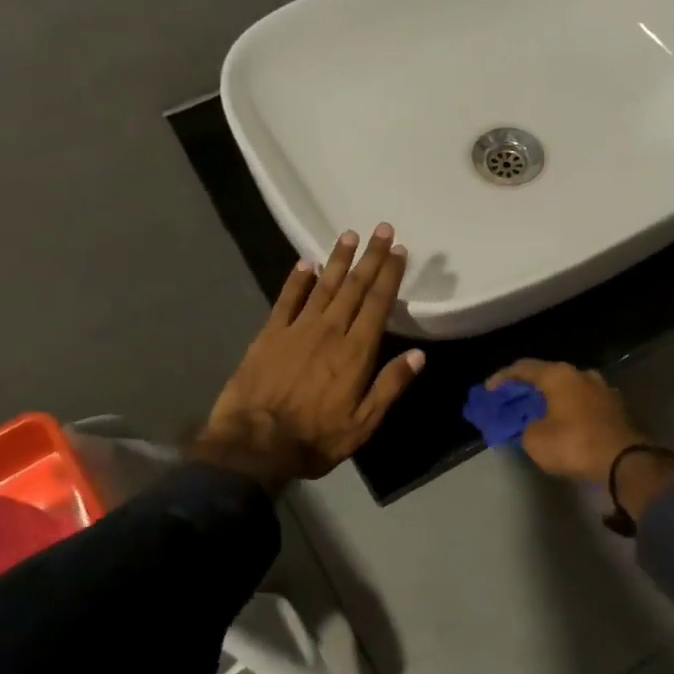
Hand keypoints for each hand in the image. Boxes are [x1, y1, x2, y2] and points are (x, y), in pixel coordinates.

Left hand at [193, 224, 424, 491]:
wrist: (255, 444)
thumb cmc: (315, 438)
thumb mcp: (363, 423)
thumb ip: (390, 386)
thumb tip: (419, 355)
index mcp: (355, 352)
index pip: (377, 304)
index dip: (389, 276)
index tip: (399, 251)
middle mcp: (329, 331)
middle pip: (354, 287)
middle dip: (370, 257)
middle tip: (382, 229)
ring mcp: (297, 329)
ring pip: (323, 286)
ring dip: (338, 259)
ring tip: (350, 235)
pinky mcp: (269, 335)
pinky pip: (286, 299)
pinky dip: (297, 280)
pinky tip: (305, 263)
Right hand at [485, 360, 647, 484]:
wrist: (624, 461)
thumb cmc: (574, 444)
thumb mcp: (535, 439)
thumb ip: (525, 427)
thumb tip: (532, 425)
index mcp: (559, 375)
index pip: (523, 367)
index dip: (502, 378)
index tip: (489, 391)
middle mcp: (581, 374)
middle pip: (548, 376)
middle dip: (528, 389)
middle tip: (513, 402)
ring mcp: (602, 389)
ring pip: (568, 388)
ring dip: (552, 399)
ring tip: (538, 413)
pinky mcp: (616, 407)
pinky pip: (584, 403)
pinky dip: (569, 410)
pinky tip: (563, 422)